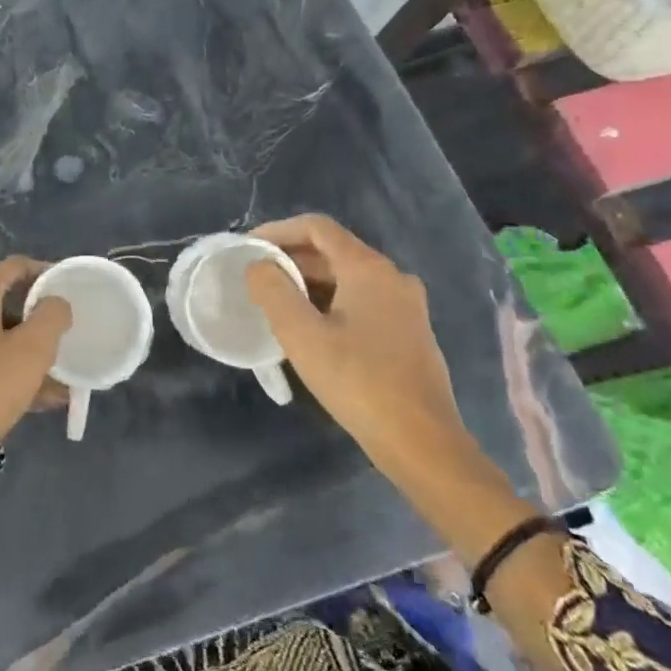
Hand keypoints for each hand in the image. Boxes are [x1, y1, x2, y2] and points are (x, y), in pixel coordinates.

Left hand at [0, 258, 70, 518]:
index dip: (45, 277)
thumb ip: (52, 316)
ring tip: (46, 382)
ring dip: (14, 348)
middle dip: (30, 322)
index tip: (67, 296)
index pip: (17, 267)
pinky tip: (17, 392)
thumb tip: (54, 302)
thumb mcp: (33, 352)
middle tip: (57, 345)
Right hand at [243, 215, 469, 478]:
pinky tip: (310, 328)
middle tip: (255, 278)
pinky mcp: (408, 331)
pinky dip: (329, 301)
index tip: (248, 248)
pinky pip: (361, 299)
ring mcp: (405, 305)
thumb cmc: (358, 382)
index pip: (317, 227)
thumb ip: (273, 290)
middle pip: (332, 250)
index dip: (278, 230)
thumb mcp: (301, 335)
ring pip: (347, 276)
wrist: (422, 443)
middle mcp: (392, 276)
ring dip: (308, 282)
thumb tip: (258, 265)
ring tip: (274, 302)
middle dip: (290, 258)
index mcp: (369, 268)